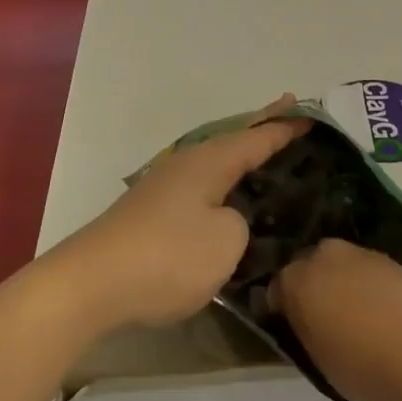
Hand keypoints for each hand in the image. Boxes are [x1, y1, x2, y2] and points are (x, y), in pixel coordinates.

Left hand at [60, 97, 309, 331]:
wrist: (91, 284)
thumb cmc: (168, 256)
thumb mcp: (226, 240)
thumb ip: (240, 222)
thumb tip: (226, 220)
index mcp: (209, 162)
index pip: (256, 137)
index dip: (284, 128)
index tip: (310, 115)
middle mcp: (186, 165)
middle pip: (232, 141)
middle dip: (260, 130)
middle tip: (288, 116)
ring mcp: (164, 188)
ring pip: (214, 164)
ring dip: (240, 158)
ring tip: (264, 157)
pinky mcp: (151, 213)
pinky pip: (201, 187)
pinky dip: (222, 184)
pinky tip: (227, 198)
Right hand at [273, 239, 401, 400]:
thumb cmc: (361, 364)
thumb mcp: (318, 360)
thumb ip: (306, 332)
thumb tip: (306, 322)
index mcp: (296, 279)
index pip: (277, 288)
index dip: (282, 308)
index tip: (291, 327)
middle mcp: (324, 256)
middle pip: (309, 266)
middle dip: (312, 286)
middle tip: (322, 318)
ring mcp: (362, 254)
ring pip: (341, 266)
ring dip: (342, 283)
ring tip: (356, 317)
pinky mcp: (394, 260)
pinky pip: (369, 272)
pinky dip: (370, 287)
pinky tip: (381, 312)